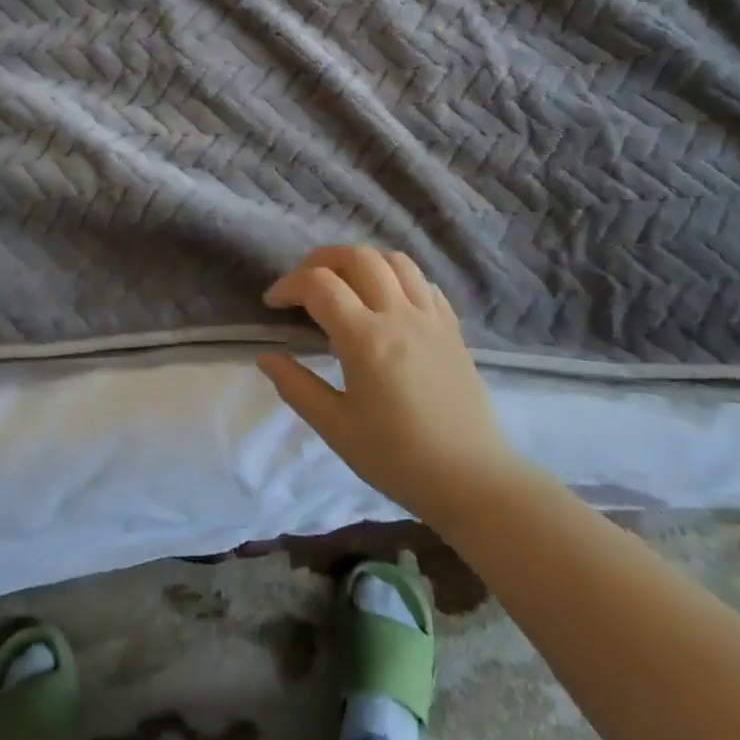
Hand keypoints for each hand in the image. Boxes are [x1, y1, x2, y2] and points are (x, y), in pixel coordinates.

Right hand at [258, 246, 517, 529]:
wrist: (472, 481)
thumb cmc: (397, 458)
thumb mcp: (335, 427)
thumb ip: (296, 386)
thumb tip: (266, 357)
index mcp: (366, 338)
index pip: (319, 285)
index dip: (288, 285)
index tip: (273, 304)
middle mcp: (399, 315)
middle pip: (358, 257)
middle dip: (321, 260)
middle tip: (303, 285)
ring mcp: (431, 319)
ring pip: (395, 261)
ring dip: (361, 261)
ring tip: (344, 283)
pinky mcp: (452, 329)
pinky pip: (423, 283)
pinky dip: (397, 277)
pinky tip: (386, 301)